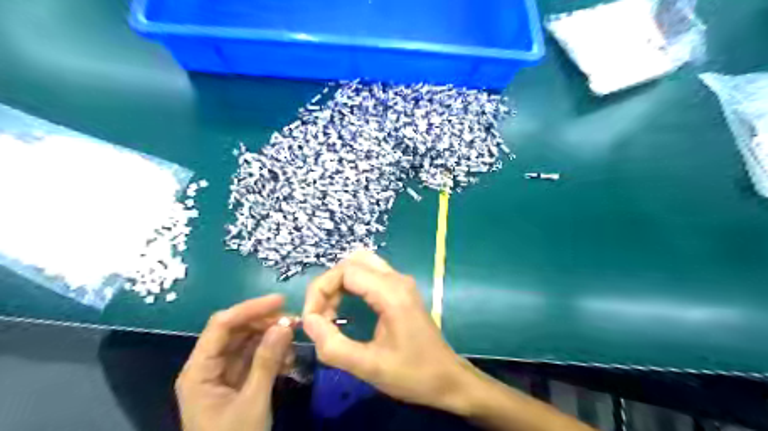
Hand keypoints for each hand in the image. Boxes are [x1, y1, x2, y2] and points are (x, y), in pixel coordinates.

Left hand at [175, 295, 294, 430]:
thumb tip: (285, 324)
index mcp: (199, 370)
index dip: (250, 309)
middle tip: (294, 321)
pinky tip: (288, 360)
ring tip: (294, 340)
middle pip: (235, 330)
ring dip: (271, 338)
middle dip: (264, 323)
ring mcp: (222, 374)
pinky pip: (254, 357)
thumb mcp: (253, 401)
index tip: (280, 302)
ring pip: (247, 342)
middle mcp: (208, 366)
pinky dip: (272, 354)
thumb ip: (267, 361)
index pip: (221, 325)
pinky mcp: (236, 381)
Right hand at [304, 250, 471, 411]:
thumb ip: (333, 345)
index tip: (311, 319)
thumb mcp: (368, 366)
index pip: (345, 271)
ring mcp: (401, 282)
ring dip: (339, 283)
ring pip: (361, 265)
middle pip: (352, 262)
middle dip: (329, 284)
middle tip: (320, 314)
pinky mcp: (402, 289)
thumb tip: (308, 321)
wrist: (447, 378)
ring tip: (330, 312)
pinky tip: (345, 308)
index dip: (320, 290)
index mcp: (391, 292)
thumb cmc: (411, 374)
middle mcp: (397, 279)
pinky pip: (370, 274)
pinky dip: (351, 285)